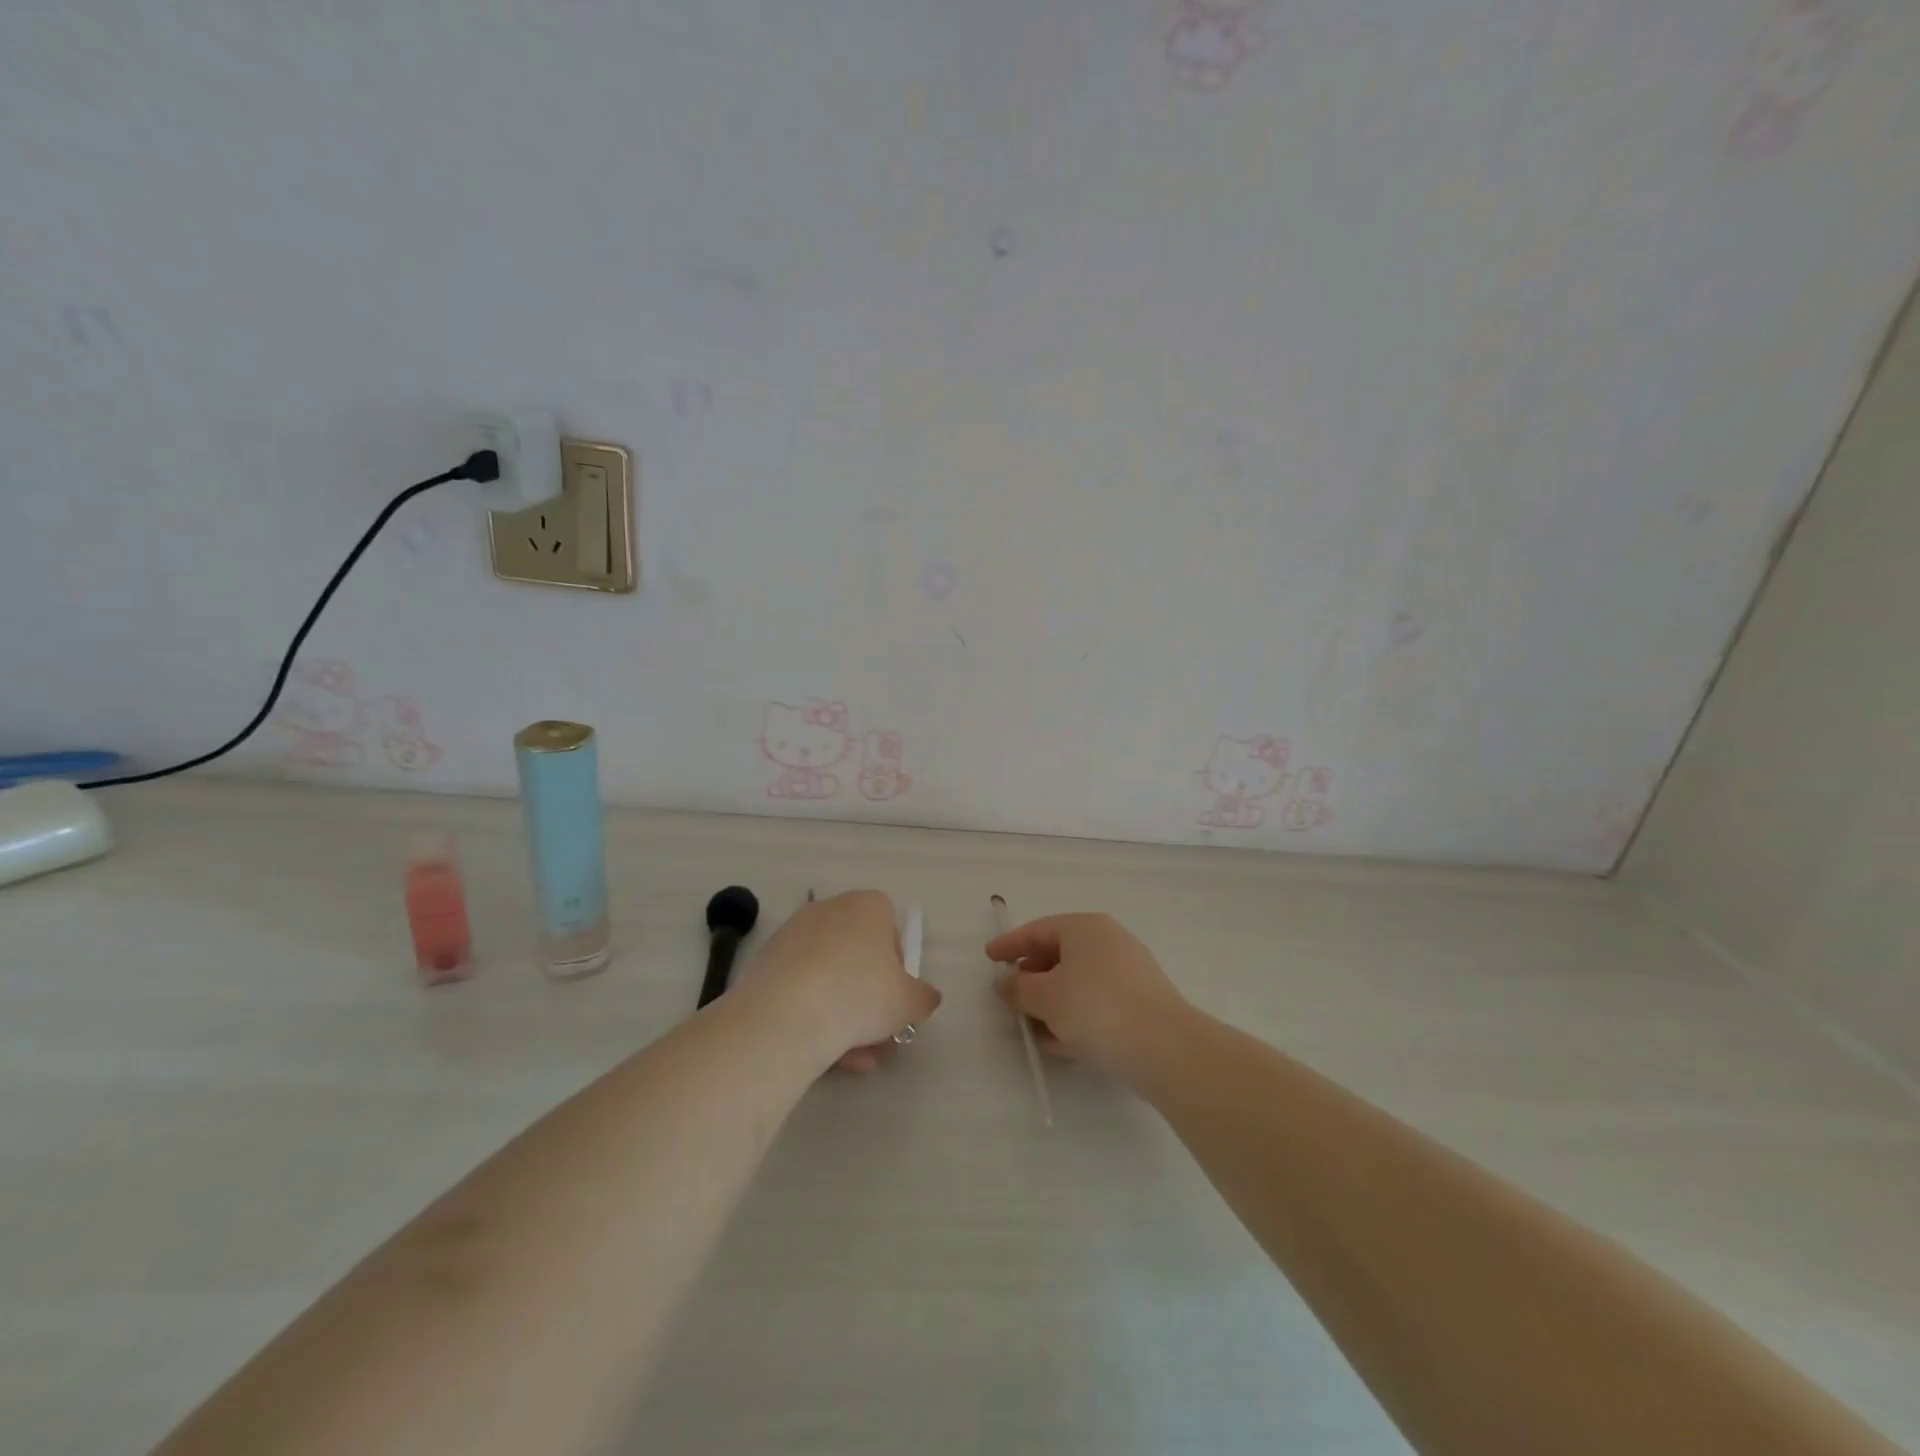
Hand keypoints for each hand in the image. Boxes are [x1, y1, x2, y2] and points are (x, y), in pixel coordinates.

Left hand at [748, 890, 940, 1073]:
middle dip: (868, 995)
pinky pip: (800, 988)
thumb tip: (925, 997)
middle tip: (876, 1032)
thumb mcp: (909, 1002)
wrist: (786, 1015)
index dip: (896, 963)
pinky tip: (823, 1054)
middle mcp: (829, 909)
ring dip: (842, 1013)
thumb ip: (923, 997)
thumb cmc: (860, 995)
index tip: (895, 995)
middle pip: (856, 953)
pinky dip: (813, 1015)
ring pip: (828, 975)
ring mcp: (793, 934)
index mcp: (867, 906)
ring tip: (853, 1058)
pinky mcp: (766, 962)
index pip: (889, 926)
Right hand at [986, 912, 1190, 1080]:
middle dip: (1032, 978)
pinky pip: (1096, 1004)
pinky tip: (1059, 1044)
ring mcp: (1129, 973)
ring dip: (1051, 1004)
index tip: (989, 958)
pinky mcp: (1140, 1004)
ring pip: (1077, 983)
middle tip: (1010, 998)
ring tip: (1031, 1029)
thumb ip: (1018, 988)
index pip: (1038, 930)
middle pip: (1059, 955)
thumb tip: (1006, 984)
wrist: (1166, 1049)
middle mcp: (1109, 942)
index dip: (1010, 944)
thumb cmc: (1096, 1007)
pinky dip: (1074, 1018)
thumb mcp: (1045, 997)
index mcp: (1085, 927)